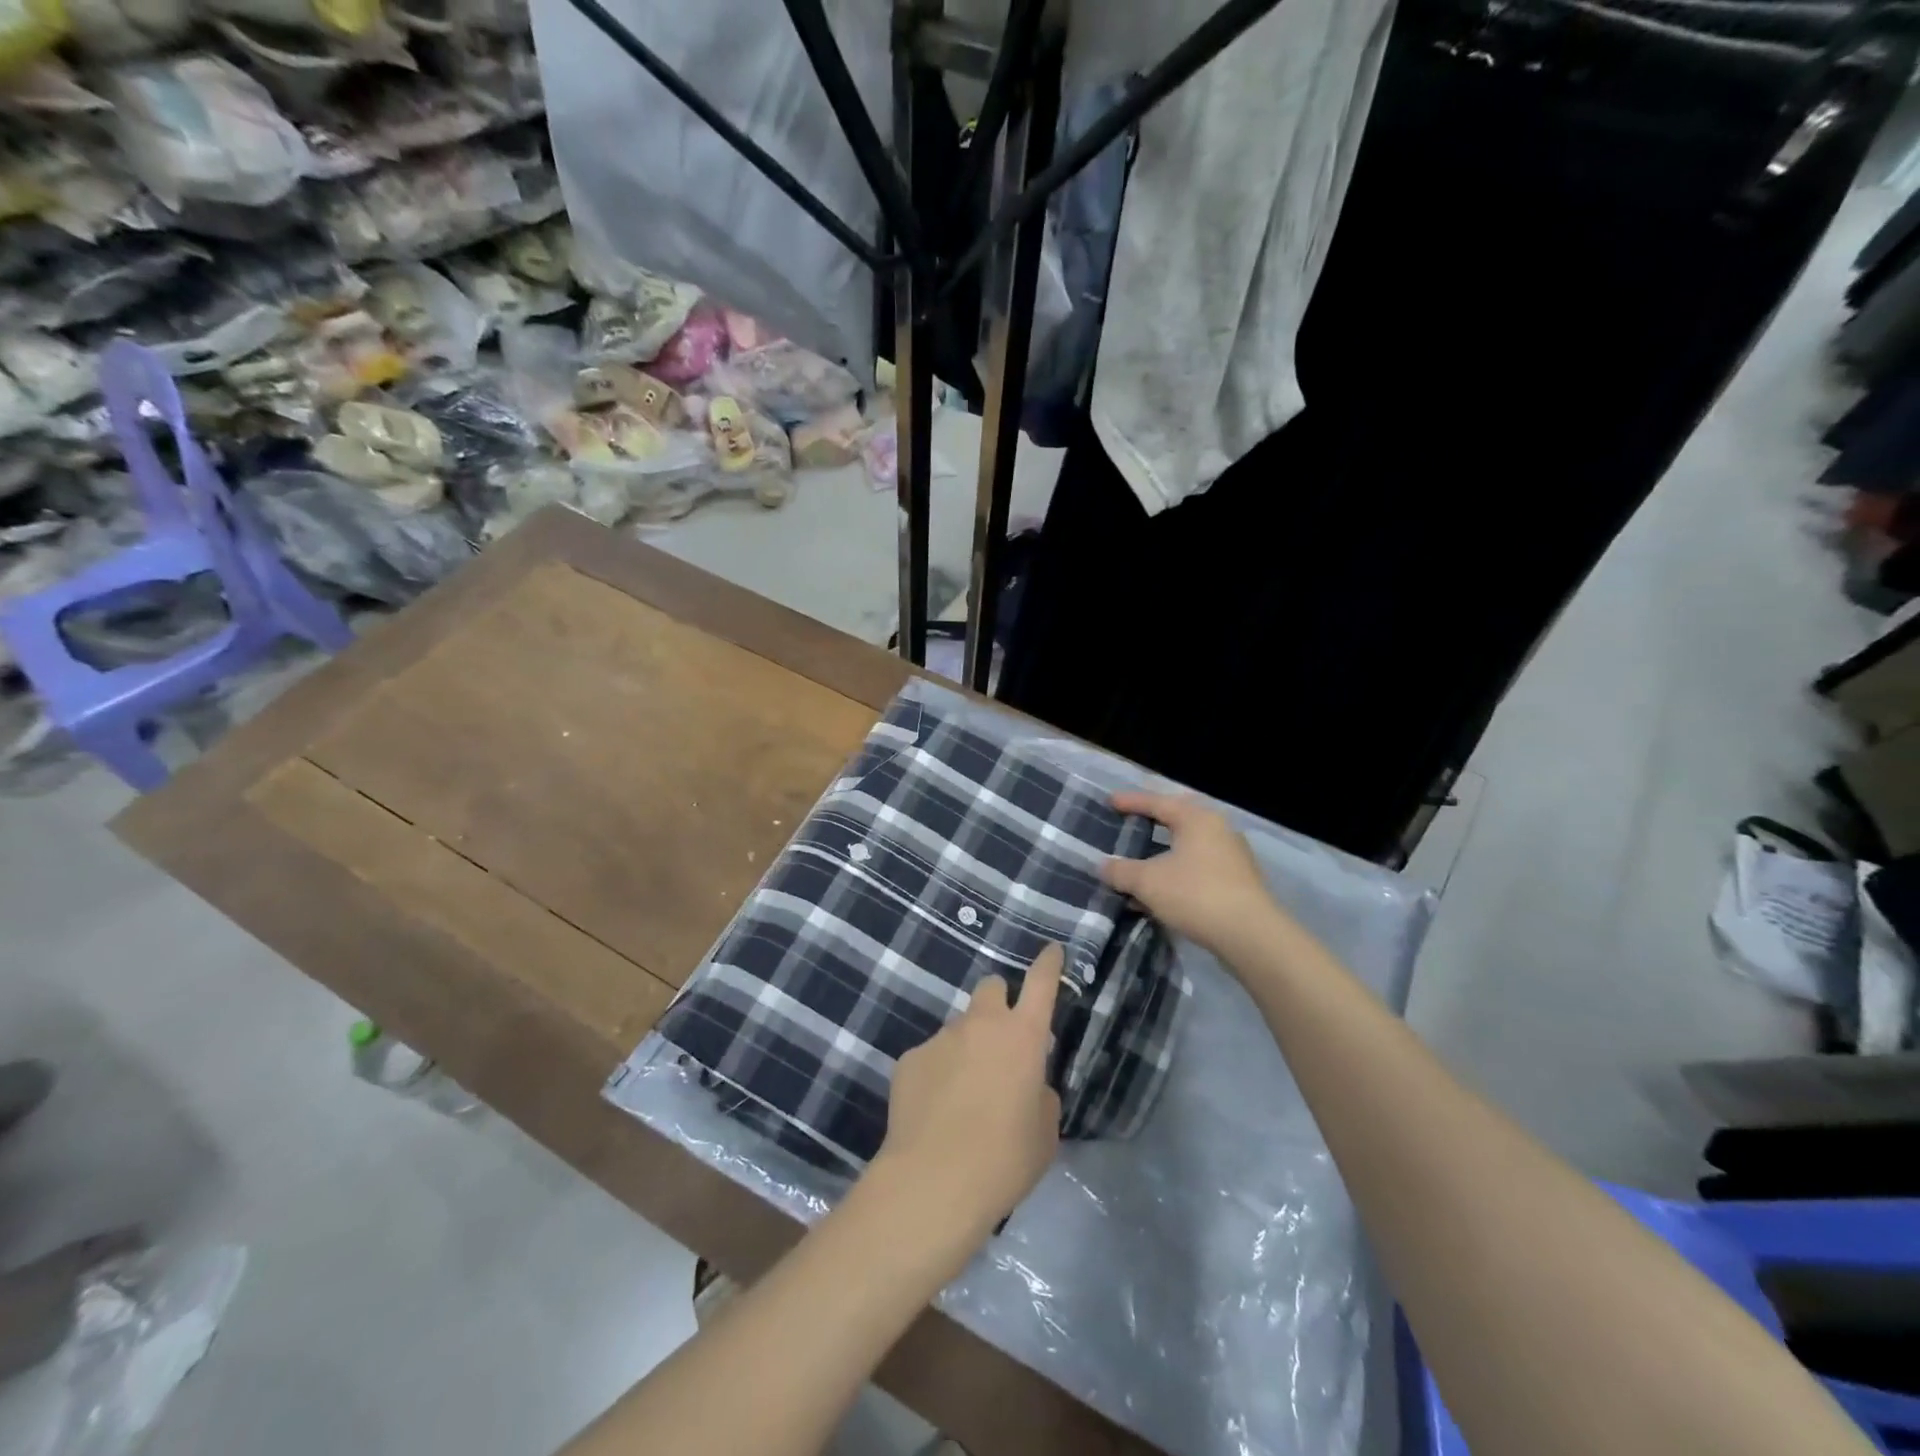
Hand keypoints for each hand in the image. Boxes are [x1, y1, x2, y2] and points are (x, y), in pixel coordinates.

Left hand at [875, 945, 1063, 1239]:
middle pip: (991, 988)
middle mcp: (981, 1024)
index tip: (1052, 951)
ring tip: (964, 1093)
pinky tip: (935, 1109)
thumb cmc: (1005, 1160)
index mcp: (1023, 1036)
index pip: (1041, 984)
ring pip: (959, 1027)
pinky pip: (931, 1056)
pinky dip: (937, 1073)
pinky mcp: (909, 1059)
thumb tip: (1029, 1084)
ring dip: (967, 1046)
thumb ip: (1041, 1095)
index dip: (1048, 964)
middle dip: (1000, 1003)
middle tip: (1002, 1040)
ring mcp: (941, 1038)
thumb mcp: (1044, 1133)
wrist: (933, 1182)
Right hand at [1102, 791, 1282, 958]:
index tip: (1110, 801)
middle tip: (1132, 822)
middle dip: (1153, 823)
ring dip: (1163, 854)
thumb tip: (1102, 866)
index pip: (1158, 802)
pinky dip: (1176, 874)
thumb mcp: (1147, 882)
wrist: (1250, 936)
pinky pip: (1198, 869)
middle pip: (1178, 820)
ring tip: (1140, 862)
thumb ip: (1121, 871)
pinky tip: (1160, 893)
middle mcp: (1218, 830)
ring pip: (1189, 848)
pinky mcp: (1238, 883)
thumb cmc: (1195, 894)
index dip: (1131, 802)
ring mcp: (1232, 857)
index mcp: (1197, 819)